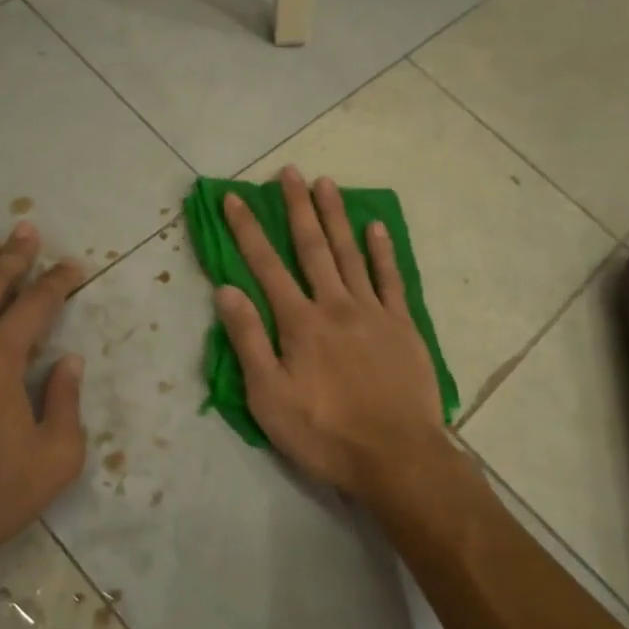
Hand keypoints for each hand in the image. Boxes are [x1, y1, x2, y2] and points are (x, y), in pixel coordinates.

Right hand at [216, 166, 447, 499]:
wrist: (396, 457)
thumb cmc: (324, 432)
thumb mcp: (268, 397)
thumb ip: (248, 340)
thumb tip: (226, 290)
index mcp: (299, 322)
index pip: (265, 266)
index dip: (248, 230)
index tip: (235, 198)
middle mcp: (334, 304)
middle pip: (312, 247)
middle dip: (297, 207)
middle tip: (289, 172)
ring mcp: (373, 311)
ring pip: (350, 253)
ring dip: (336, 216)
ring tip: (326, 182)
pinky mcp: (402, 325)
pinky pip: (391, 279)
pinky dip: (382, 250)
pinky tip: (375, 227)